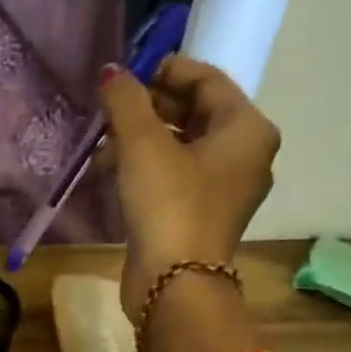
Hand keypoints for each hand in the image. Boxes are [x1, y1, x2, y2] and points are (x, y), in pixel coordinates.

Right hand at [99, 55, 279, 319]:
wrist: (174, 281)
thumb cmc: (168, 203)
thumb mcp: (142, 144)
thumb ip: (126, 100)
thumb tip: (111, 71)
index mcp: (247, 129)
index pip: (208, 80)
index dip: (166, 70)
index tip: (127, 72)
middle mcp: (245, 155)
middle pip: (196, 112)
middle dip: (149, 107)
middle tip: (111, 107)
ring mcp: (224, 188)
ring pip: (182, 145)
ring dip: (141, 138)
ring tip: (103, 144)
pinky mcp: (200, 214)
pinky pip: (175, 174)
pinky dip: (146, 166)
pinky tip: (111, 171)